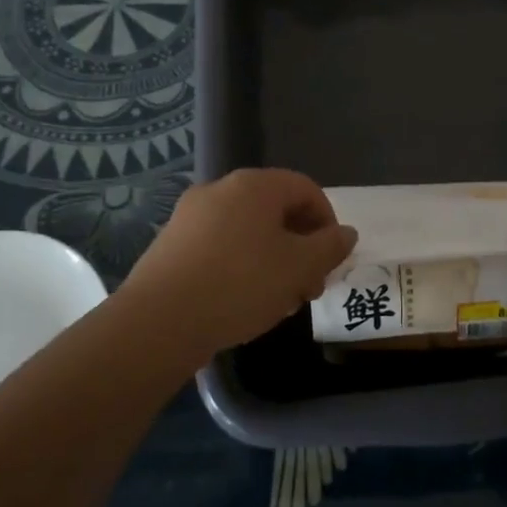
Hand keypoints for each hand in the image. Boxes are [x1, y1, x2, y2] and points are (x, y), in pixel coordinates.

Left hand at [120, 169, 356, 364]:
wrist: (160, 321)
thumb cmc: (240, 284)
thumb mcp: (299, 267)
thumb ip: (329, 247)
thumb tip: (346, 233)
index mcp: (254, 185)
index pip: (305, 189)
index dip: (327, 221)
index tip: (332, 259)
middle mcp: (220, 190)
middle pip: (275, 211)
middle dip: (300, 247)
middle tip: (310, 287)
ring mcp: (190, 216)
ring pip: (248, 232)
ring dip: (273, 261)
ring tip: (280, 302)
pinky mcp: (171, 245)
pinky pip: (220, 247)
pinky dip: (241, 267)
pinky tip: (243, 303)